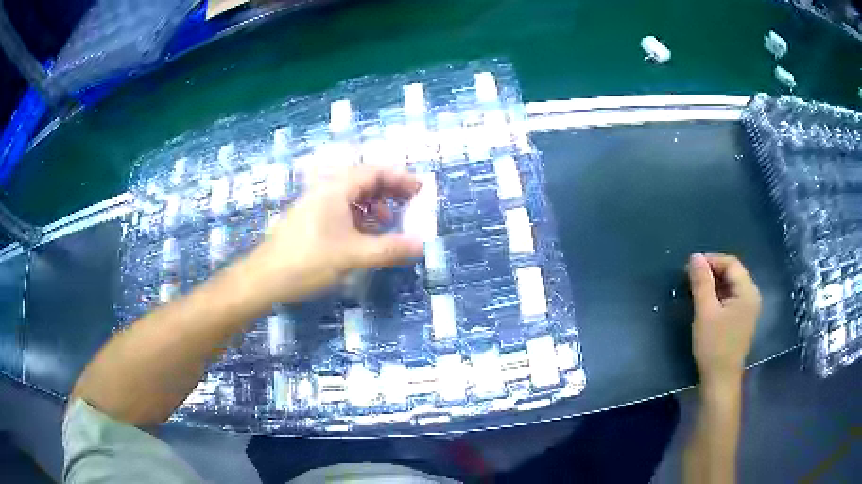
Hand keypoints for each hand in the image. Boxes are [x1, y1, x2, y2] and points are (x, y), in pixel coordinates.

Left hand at [245, 166, 423, 304]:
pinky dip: (359, 218)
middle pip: (363, 180)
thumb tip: (421, 245)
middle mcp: (325, 190)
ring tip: (388, 224)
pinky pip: (341, 210)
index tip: (420, 191)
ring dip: (374, 206)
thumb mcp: (352, 256)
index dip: (400, 178)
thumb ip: (389, 249)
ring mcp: (315, 205)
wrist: (264, 278)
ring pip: (352, 196)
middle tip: (410, 205)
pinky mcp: (309, 220)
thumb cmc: (308, 261)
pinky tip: (364, 236)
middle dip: (389, 191)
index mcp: (335, 189)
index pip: (374, 172)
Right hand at [687, 253, 761, 389]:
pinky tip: (706, 303)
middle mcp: (752, 296)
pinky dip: (719, 295)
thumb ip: (702, 282)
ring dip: (714, 284)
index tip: (691, 266)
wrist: (720, 380)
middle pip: (733, 273)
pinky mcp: (743, 319)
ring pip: (732, 286)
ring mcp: (749, 309)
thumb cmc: (714, 346)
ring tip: (696, 289)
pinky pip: (732, 298)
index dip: (711, 260)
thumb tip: (695, 257)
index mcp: (747, 291)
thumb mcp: (705, 312)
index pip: (731, 263)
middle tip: (691, 277)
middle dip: (712, 271)